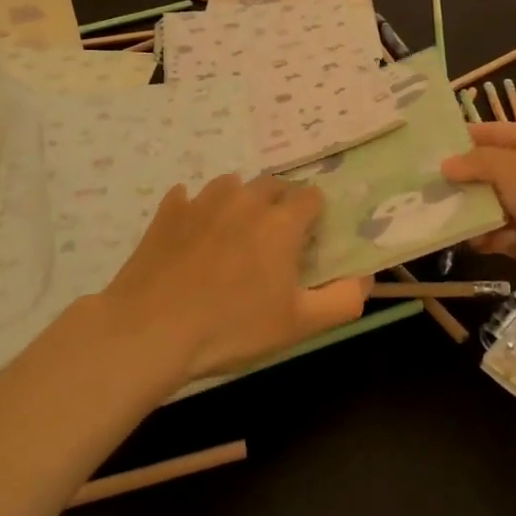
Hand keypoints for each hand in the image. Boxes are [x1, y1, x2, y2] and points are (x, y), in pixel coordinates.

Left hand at [100, 173, 367, 383]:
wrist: (150, 330)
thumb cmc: (231, 328)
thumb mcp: (298, 325)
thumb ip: (342, 300)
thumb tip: (366, 277)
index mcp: (280, 222)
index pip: (311, 196)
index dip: (315, 215)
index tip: (309, 240)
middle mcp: (245, 199)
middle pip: (273, 185)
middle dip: (281, 204)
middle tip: (275, 239)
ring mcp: (203, 201)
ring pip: (231, 185)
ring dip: (240, 201)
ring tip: (235, 234)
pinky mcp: (168, 212)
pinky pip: (187, 197)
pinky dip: (194, 209)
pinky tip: (192, 233)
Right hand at [441, 123, 515, 338]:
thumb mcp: (514, 170)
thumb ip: (476, 162)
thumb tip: (445, 165)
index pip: (494, 132)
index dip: (463, 138)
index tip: (426, 147)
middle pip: (488, 168)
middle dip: (461, 178)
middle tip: (427, 185)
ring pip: (487, 201)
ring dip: (471, 210)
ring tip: (450, 217)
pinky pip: (494, 230)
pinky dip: (485, 236)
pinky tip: (483, 244)